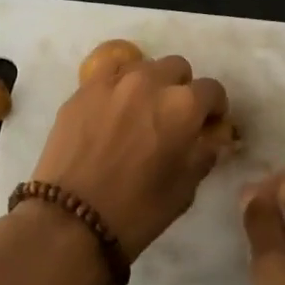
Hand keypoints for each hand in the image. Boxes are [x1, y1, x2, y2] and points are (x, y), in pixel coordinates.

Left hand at [30, 53, 227, 259]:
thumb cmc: (137, 210)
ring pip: (143, 66)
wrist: (71, 218)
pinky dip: (118, 84)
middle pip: (177, 68)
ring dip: (150, 83)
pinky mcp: (84, 87)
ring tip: (140, 112)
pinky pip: (109, 73)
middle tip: (173, 117)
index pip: (212, 90)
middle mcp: (150, 81)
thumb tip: (213, 137)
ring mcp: (114, 80)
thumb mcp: (185, 188)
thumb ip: (204, 152)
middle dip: (182, 88)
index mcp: (182, 105)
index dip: (214, 109)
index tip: (207, 125)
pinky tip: (113, 108)